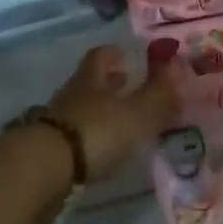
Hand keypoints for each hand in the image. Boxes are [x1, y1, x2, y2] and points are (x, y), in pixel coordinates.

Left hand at [47, 45, 181, 181]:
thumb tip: (179, 68)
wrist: (43, 169)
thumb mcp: (136, 113)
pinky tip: (101, 149)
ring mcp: (57, 122)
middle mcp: (73, 94)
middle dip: (109, 82)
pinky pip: (74, 136)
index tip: (124, 54)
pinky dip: (90, 137)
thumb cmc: (95, 131)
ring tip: (119, 121)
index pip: (101, 55)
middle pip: (91, 82)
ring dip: (100, 111)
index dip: (113, 53)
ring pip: (83, 108)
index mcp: (92, 78)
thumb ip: (159, 94)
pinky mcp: (49, 151)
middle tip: (127, 85)